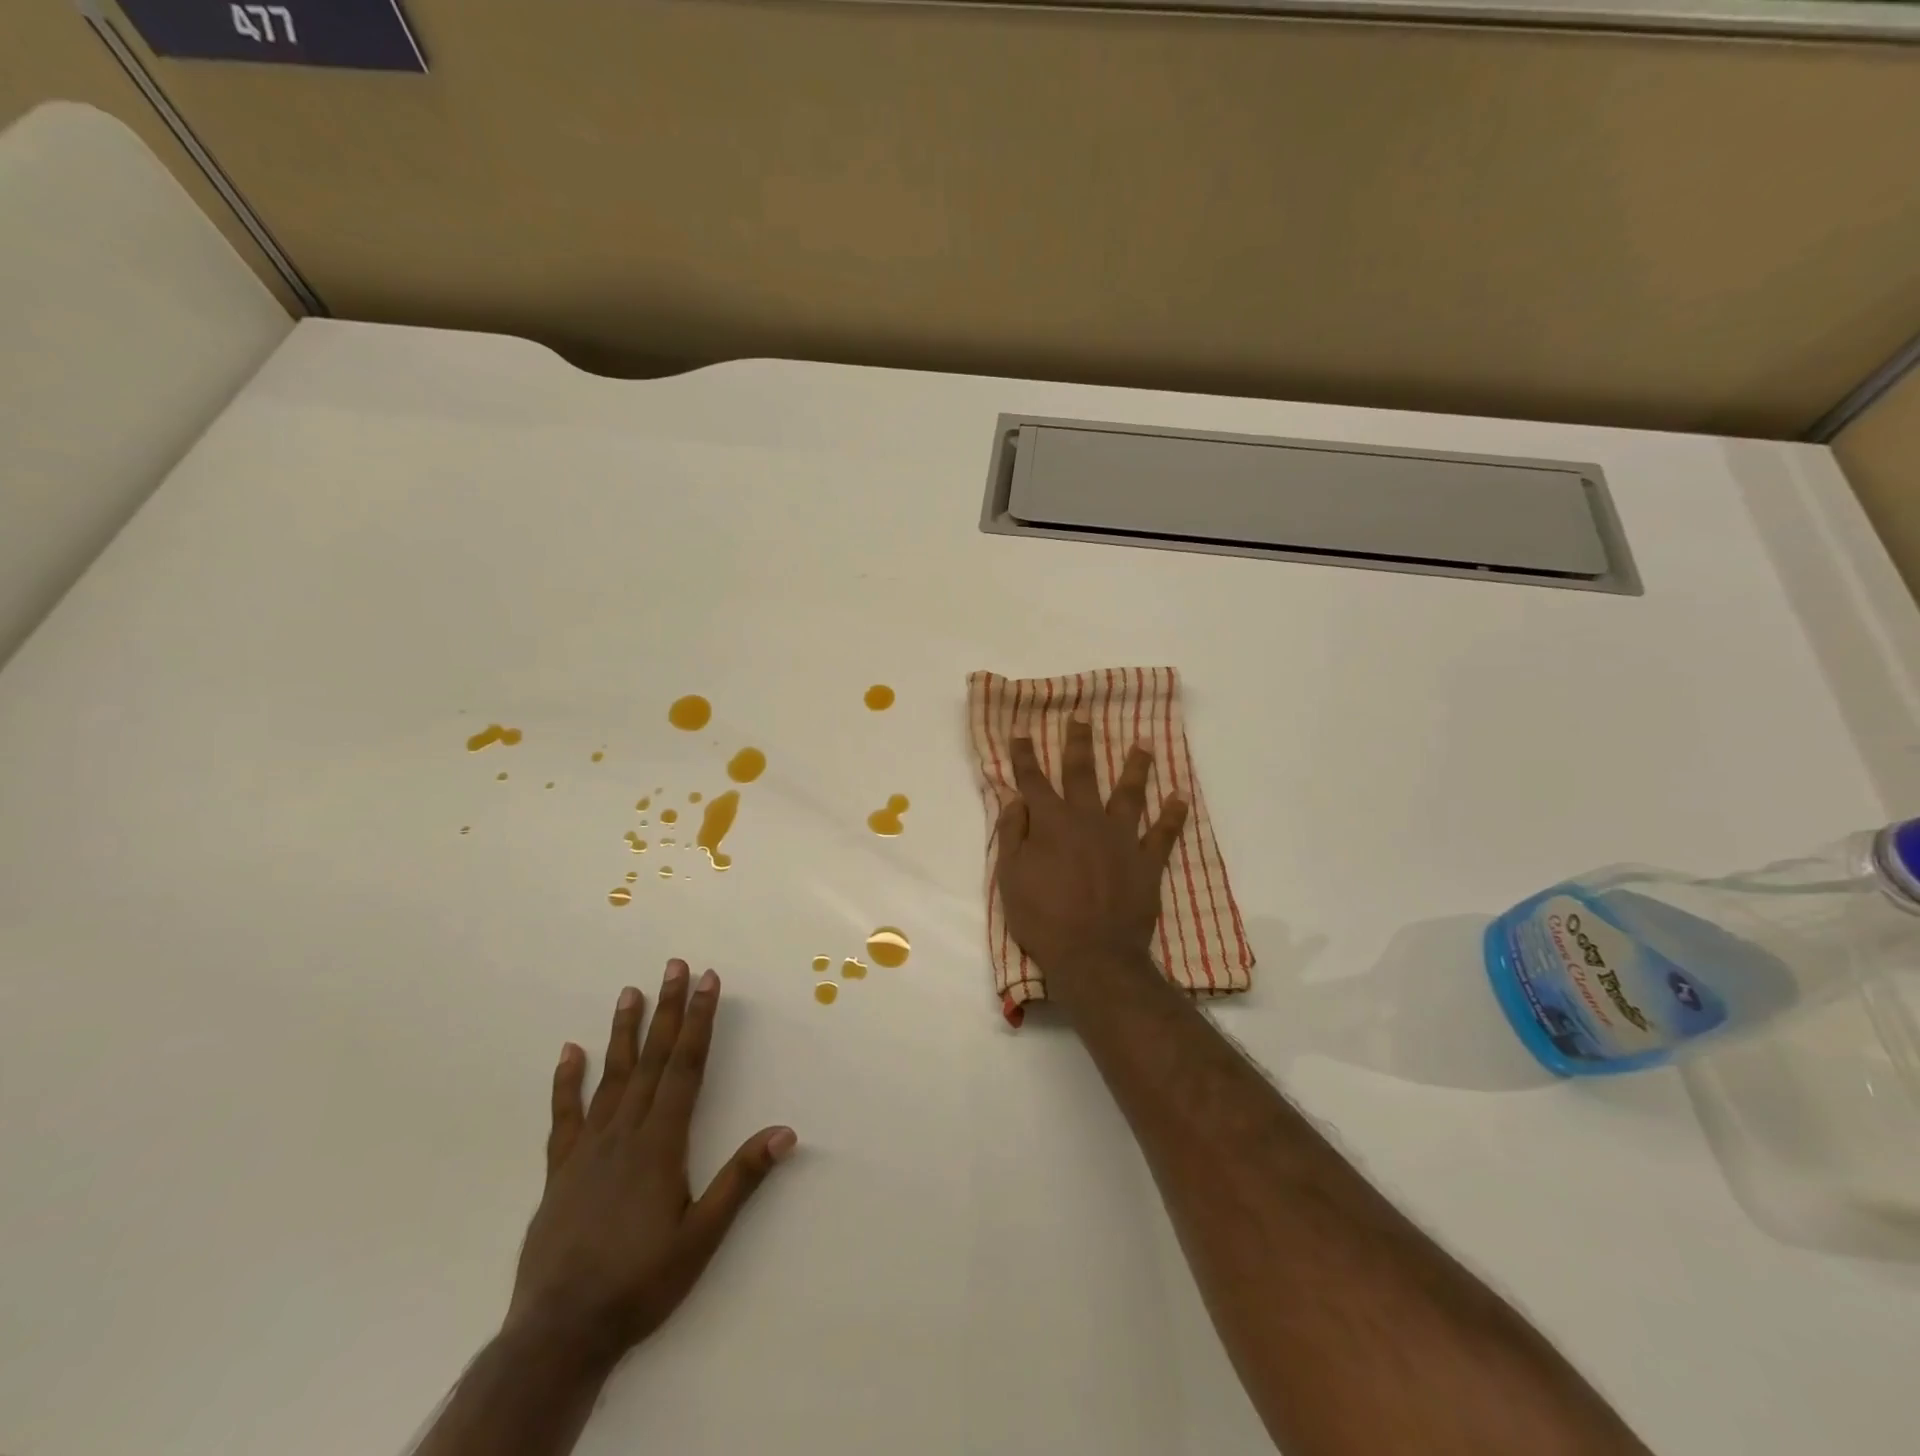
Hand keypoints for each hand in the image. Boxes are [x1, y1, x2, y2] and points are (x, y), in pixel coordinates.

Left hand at [505, 962, 796, 1361]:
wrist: (559, 1333)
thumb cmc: (640, 1282)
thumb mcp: (702, 1237)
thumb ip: (741, 1180)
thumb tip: (785, 1132)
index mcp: (661, 1143)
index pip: (686, 1066)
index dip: (699, 1020)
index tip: (707, 981)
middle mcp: (625, 1132)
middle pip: (652, 1059)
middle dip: (667, 1009)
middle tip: (674, 966)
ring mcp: (588, 1148)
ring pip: (611, 1076)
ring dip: (624, 1031)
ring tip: (630, 991)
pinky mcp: (560, 1171)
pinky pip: (564, 1115)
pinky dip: (567, 1081)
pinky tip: (570, 1051)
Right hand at [996, 712, 1187, 988]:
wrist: (1092, 955)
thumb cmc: (1042, 918)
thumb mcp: (1010, 877)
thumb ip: (1012, 833)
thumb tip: (1014, 798)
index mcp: (1051, 822)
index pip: (1033, 781)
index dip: (1025, 755)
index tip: (1021, 731)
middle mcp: (1088, 820)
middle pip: (1083, 774)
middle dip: (1079, 743)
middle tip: (1082, 716)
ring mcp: (1122, 839)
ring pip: (1129, 794)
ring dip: (1135, 767)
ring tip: (1143, 743)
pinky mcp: (1147, 862)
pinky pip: (1164, 834)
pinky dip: (1173, 816)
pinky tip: (1181, 797)